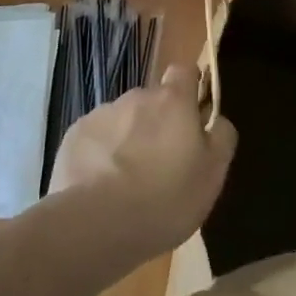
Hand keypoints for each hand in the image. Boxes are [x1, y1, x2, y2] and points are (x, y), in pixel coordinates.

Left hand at [48, 63, 236, 259]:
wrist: (96, 224)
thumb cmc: (166, 199)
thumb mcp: (213, 174)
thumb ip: (221, 137)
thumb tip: (216, 119)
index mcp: (173, 100)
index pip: (184, 71)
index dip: (189, 89)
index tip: (191, 116)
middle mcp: (137, 97)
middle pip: (151, 101)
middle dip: (156, 123)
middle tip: (160, 164)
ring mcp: (102, 114)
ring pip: (122, 120)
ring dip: (128, 139)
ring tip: (126, 182)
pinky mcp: (74, 135)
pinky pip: (95, 138)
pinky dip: (100, 155)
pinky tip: (100, 187)